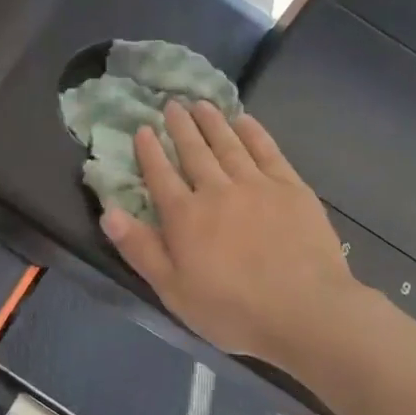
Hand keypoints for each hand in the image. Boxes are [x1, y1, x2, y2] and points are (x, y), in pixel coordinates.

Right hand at [100, 102, 361, 375]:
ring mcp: (257, 185)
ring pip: (229, 144)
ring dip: (212, 122)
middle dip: (180, 127)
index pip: (160, 175)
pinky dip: (253, 132)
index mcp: (185, 217)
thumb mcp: (173, 290)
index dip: (149, 151)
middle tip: (172, 104)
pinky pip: (267, 150)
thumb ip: (140, 249)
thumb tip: (109, 212)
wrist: (305, 310)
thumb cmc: (233, 310)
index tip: (142, 129)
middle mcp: (217, 190)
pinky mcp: (291, 188)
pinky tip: (245, 120)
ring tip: (201, 104)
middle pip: (194, 151)